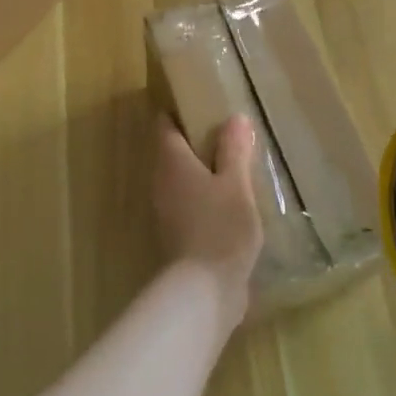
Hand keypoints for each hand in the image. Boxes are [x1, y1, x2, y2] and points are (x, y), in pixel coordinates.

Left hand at [153, 115, 263, 334]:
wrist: (204, 292)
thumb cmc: (220, 227)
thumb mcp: (235, 184)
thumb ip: (234, 150)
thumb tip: (235, 118)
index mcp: (170, 161)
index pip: (165, 124)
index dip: (180, 111)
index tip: (203, 104)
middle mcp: (160, 181)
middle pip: (173, 151)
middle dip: (197, 141)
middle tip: (229, 134)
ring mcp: (165, 210)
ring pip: (182, 179)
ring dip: (203, 172)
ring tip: (235, 167)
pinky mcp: (176, 234)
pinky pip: (189, 203)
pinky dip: (205, 197)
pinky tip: (231, 203)